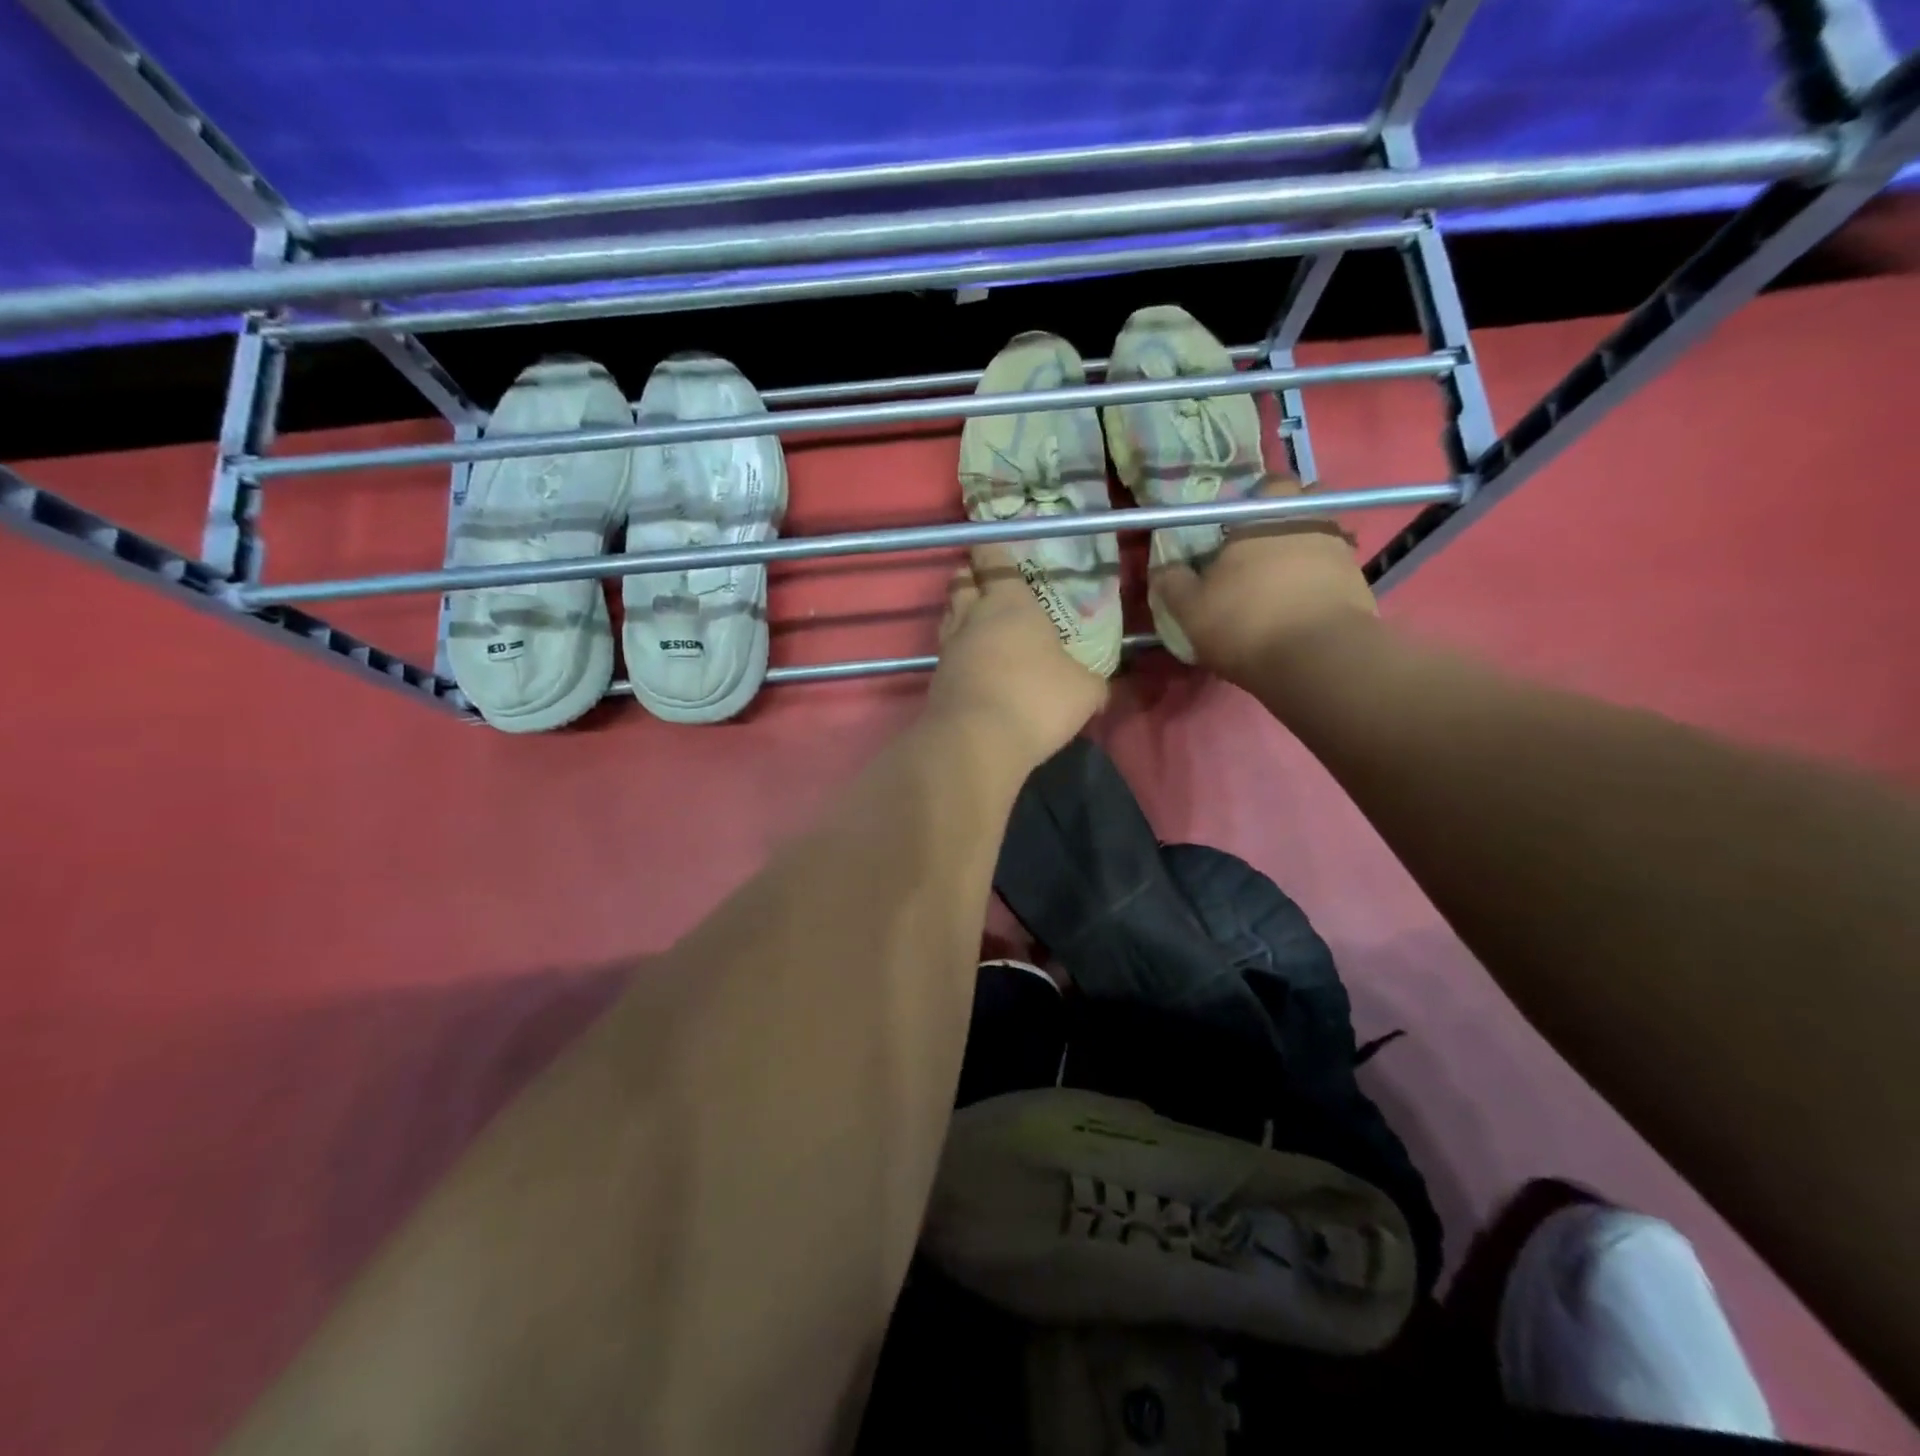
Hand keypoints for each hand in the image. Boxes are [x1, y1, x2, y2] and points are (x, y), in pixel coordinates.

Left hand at [929, 543, 1107, 767]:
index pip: (994, 562)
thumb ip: (1090, 680)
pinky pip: (946, 653)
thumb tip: (1098, 686)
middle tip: (981, 581)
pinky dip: (958, 651)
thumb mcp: (1084, 690)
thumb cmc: (1037, 699)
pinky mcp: (936, 681)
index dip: (991, 551)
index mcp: (1010, 603)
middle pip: (961, 583)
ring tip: (975, 619)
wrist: (977, 742)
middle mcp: (973, 617)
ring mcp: (949, 649)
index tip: (988, 543)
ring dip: (959, 612)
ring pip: (948, 616)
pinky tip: (973, 663)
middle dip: (969, 577)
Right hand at [1152, 475, 1378, 686]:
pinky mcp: (1360, 583)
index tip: (1237, 527)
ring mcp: (1341, 550)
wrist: (1318, 659)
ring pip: (1322, 539)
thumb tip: (1163, 567)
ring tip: (1282, 586)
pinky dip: (1321, 584)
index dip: (1253, 502)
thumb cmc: (1245, 621)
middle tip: (1261, 552)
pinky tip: (1302, 608)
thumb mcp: (1190, 609)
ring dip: (1305, 554)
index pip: (1266, 485)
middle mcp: (1309, 520)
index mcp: (1264, 515)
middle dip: (1286, 521)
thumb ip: (1173, 583)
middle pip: (1302, 506)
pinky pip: (1335, 573)